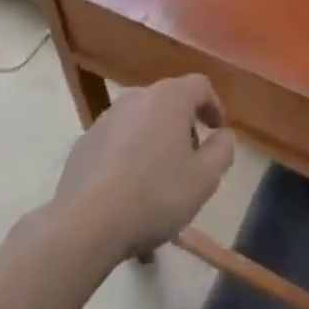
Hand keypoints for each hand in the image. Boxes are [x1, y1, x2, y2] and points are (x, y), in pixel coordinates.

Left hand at [51, 75, 235, 261]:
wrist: (85, 223)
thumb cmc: (154, 196)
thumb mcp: (204, 180)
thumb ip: (222, 151)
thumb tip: (224, 135)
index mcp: (169, 99)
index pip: (200, 85)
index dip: (213, 105)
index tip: (217, 130)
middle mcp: (136, 97)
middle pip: (168, 101)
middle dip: (183, 125)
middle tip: (190, 158)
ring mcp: (106, 118)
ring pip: (141, 122)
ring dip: (154, 141)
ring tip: (158, 180)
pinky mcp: (84, 142)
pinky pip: (117, 141)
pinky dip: (128, 156)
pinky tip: (128, 191)